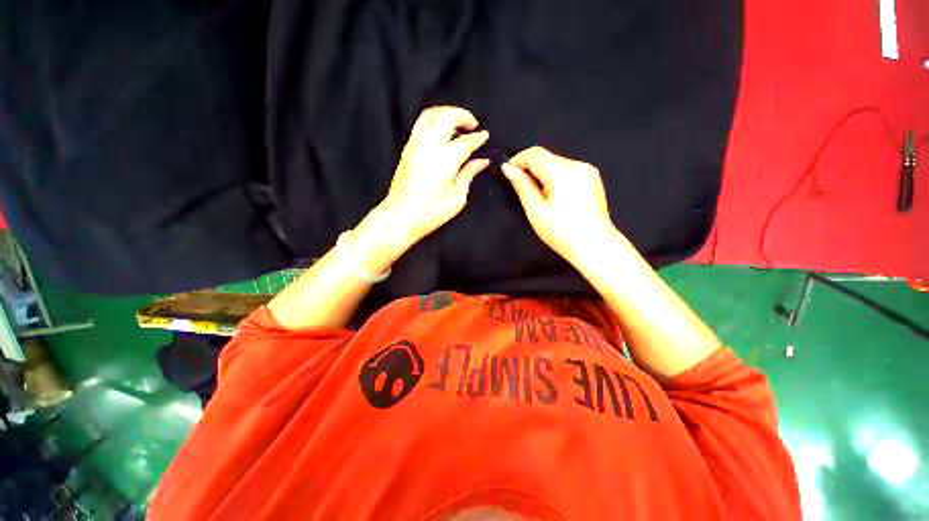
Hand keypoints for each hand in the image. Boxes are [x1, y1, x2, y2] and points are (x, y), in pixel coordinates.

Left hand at [378, 106, 489, 247]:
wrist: (400, 216)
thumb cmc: (431, 213)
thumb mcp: (457, 198)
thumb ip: (469, 174)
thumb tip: (482, 161)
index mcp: (444, 160)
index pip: (465, 141)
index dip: (478, 137)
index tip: (485, 136)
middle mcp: (428, 146)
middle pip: (446, 116)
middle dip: (463, 115)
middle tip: (473, 125)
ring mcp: (415, 145)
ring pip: (430, 114)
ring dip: (447, 113)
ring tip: (458, 125)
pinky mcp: (407, 148)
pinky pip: (421, 124)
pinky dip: (435, 121)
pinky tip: (442, 133)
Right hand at [501, 146, 613, 261]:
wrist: (594, 245)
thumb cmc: (561, 231)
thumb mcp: (535, 210)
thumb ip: (522, 186)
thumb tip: (509, 169)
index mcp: (561, 172)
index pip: (534, 154)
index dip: (518, 160)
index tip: (508, 171)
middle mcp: (576, 165)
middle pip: (547, 157)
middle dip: (530, 167)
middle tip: (521, 186)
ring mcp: (587, 171)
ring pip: (557, 162)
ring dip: (543, 172)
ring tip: (539, 195)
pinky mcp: (592, 178)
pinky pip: (569, 170)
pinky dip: (556, 176)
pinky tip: (554, 195)